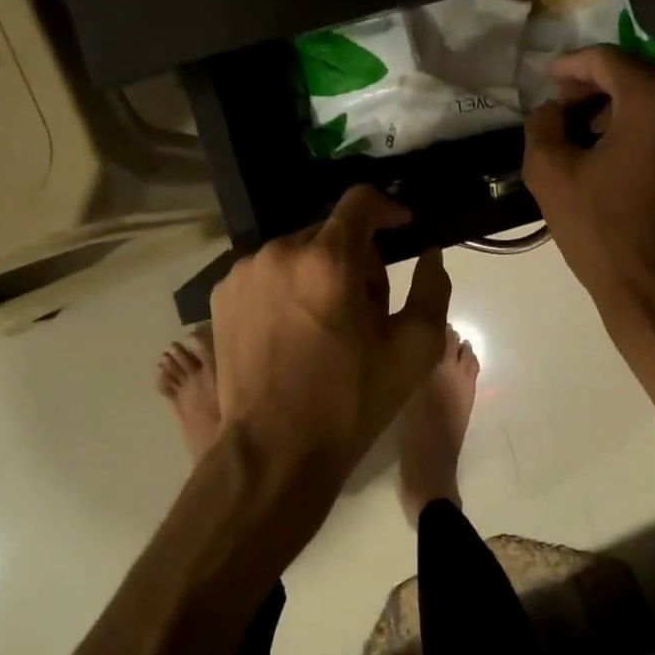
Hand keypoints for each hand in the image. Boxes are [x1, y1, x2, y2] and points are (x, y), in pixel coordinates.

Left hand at [210, 185, 450, 487]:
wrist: (274, 452)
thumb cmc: (350, 401)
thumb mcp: (414, 349)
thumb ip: (433, 288)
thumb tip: (430, 254)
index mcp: (328, 260)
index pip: (360, 201)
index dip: (387, 208)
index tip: (402, 227)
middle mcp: (280, 253)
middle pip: (331, 232)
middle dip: (356, 257)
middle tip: (367, 306)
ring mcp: (245, 273)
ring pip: (298, 252)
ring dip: (320, 272)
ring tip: (327, 324)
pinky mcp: (222, 295)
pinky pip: (268, 273)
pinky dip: (287, 288)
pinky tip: (293, 331)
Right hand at [523, 46, 654, 342]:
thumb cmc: (603, 231)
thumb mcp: (550, 175)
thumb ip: (542, 125)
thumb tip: (552, 110)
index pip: (608, 60)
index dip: (573, 66)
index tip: (551, 81)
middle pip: (641, 74)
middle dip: (602, 85)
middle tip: (570, 110)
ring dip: (630, 107)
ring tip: (598, 138)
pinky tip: (631, 161)